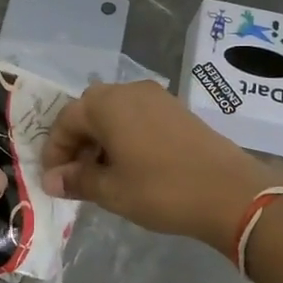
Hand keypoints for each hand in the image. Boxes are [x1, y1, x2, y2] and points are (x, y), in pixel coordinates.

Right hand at [42, 81, 274, 250]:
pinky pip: (138, 117)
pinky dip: (125, 137)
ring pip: (115, 114)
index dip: (54, 152)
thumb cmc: (160, 189)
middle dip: (77, 143)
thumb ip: (77, 180)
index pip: (66, 121)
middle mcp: (129, 90)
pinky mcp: (178, 109)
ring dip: (101, 140)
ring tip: (102, 175)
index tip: (53, 181)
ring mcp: (157, 97)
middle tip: (75, 176)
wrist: (230, 192)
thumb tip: (52, 180)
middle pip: (90, 112)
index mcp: (106, 104)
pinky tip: (131, 166)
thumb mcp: (111, 190)